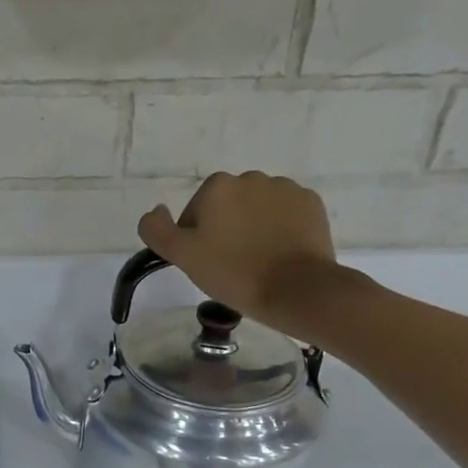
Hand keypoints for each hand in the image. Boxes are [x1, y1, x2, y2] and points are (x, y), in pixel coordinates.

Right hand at [138, 171, 345, 339]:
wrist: (295, 288)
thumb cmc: (233, 272)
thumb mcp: (182, 256)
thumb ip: (157, 230)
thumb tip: (156, 211)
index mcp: (217, 186)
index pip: (195, 212)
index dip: (195, 239)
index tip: (206, 263)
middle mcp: (251, 178)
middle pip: (227, 207)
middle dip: (226, 229)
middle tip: (230, 264)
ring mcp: (285, 189)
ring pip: (257, 208)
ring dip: (253, 227)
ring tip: (258, 260)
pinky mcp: (311, 204)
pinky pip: (285, 214)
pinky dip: (280, 229)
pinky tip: (279, 254)